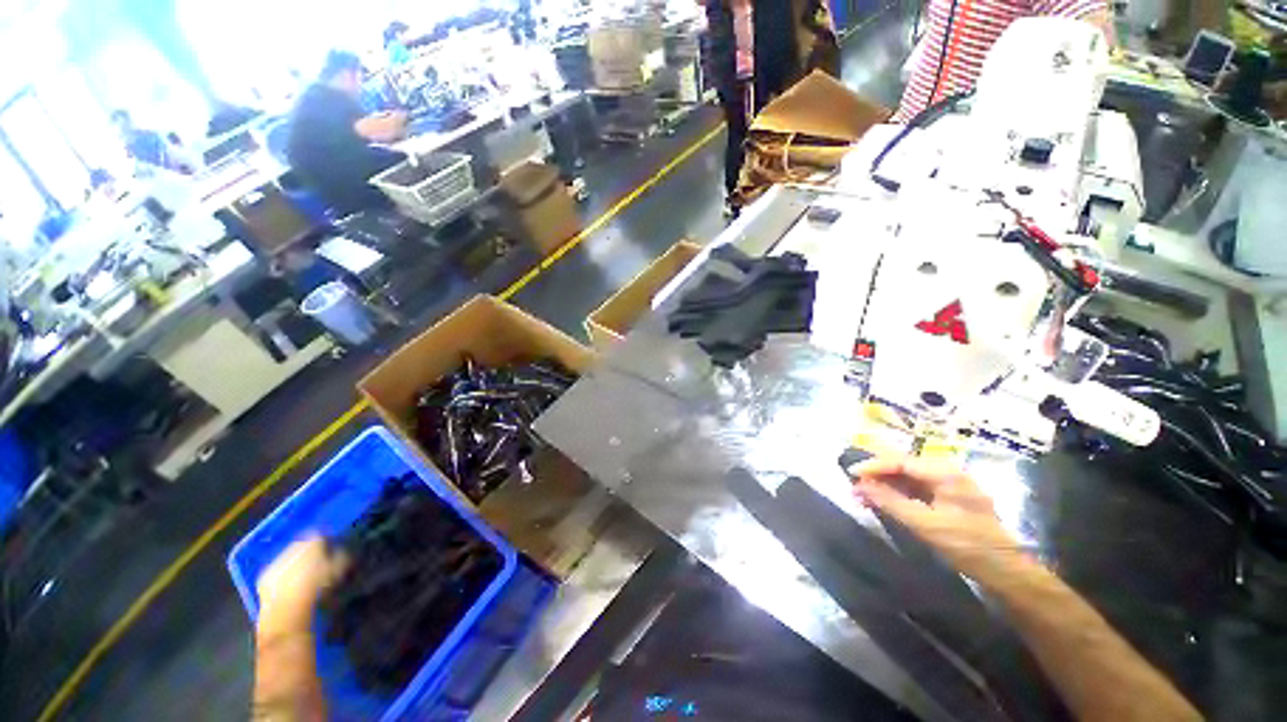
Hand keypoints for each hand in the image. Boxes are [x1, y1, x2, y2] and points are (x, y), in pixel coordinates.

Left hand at [256, 535, 347, 631]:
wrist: (288, 609)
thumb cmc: (319, 586)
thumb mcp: (341, 569)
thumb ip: (343, 556)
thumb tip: (341, 552)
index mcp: (312, 540)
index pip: (323, 535)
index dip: (329, 544)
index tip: (333, 553)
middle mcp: (292, 546)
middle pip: (304, 546)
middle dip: (311, 554)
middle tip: (320, 566)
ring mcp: (276, 561)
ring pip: (290, 559)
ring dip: (297, 565)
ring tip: (305, 579)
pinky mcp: (264, 577)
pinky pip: (278, 573)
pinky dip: (284, 578)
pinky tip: (291, 588)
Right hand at [850, 456, 1022, 577]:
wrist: (1005, 571)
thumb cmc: (967, 545)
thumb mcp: (925, 525)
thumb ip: (890, 502)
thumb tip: (860, 485)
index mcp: (945, 473)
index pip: (900, 461)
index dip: (873, 465)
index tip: (850, 473)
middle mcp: (947, 471)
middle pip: (902, 465)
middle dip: (876, 474)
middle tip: (854, 485)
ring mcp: (949, 483)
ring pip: (907, 476)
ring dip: (884, 484)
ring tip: (862, 495)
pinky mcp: (948, 496)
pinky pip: (915, 487)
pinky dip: (897, 493)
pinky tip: (882, 501)